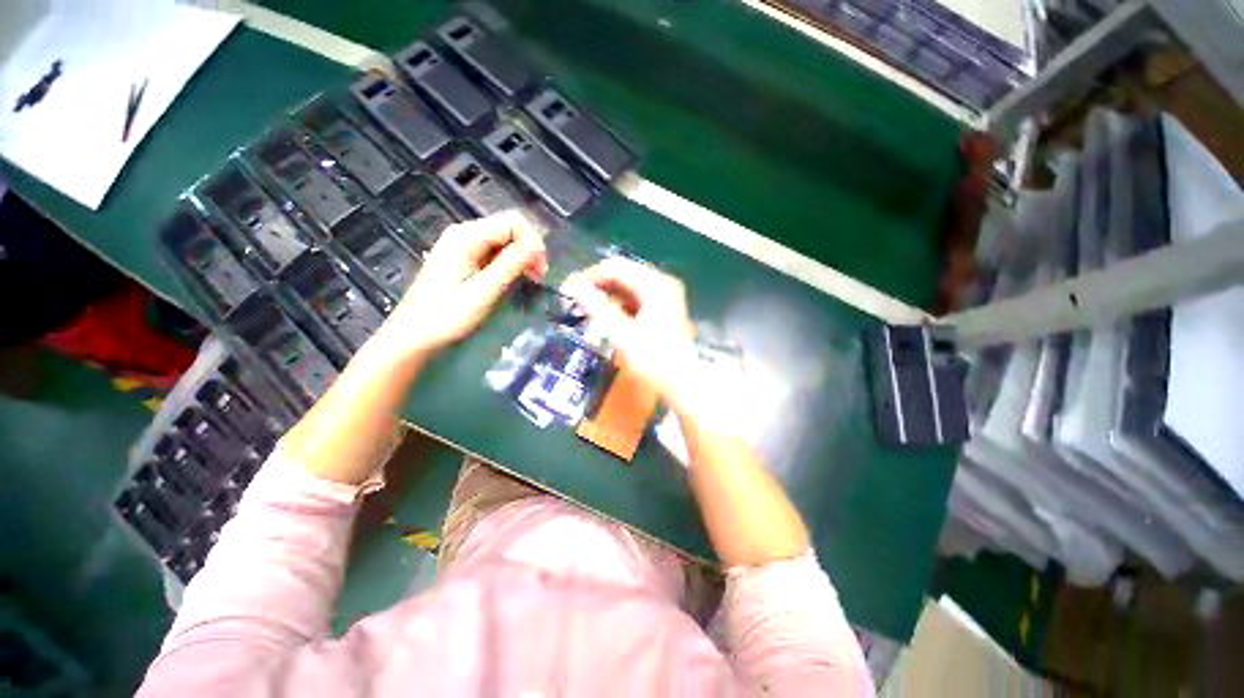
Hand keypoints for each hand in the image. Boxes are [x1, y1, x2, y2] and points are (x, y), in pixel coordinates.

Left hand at [381, 210, 546, 358]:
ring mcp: (463, 244)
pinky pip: (495, 251)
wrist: (413, 335)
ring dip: (522, 257)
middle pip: (510, 227)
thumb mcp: (483, 292)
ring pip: (505, 240)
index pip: (514, 222)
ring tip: (530, 281)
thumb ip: (510, 265)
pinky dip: (510, 263)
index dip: (534, 242)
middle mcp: (465, 233)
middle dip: (530, 249)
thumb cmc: (446, 317)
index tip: (541, 271)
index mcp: (466, 236)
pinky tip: (513, 279)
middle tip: (539, 278)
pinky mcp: (464, 257)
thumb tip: (537, 245)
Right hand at [562, 257, 696, 402]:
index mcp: (655, 285)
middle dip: (597, 285)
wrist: (683, 383)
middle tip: (574, 299)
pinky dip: (619, 304)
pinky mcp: (664, 307)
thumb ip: (597, 307)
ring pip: (628, 286)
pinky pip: (636, 297)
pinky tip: (606, 316)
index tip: (567, 288)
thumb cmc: (654, 360)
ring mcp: (665, 294)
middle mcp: (662, 283)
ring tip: (586, 309)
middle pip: (623, 274)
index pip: (616, 267)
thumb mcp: (622, 334)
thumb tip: (572, 286)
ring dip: (607, 295)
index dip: (589, 275)